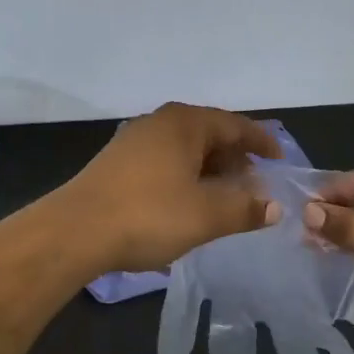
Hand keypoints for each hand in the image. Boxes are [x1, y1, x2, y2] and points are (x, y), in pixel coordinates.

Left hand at [61, 103, 281, 273]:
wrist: (74, 231)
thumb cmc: (148, 215)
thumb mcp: (206, 216)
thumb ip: (245, 209)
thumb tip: (274, 207)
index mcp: (185, 123)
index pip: (235, 124)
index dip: (261, 142)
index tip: (279, 161)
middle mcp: (160, 122)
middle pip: (209, 133)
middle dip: (235, 158)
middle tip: (253, 185)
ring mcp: (134, 140)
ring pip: (185, 148)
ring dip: (209, 170)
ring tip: (223, 198)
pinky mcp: (117, 162)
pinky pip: (164, 160)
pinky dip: (185, 175)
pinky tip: (186, 202)